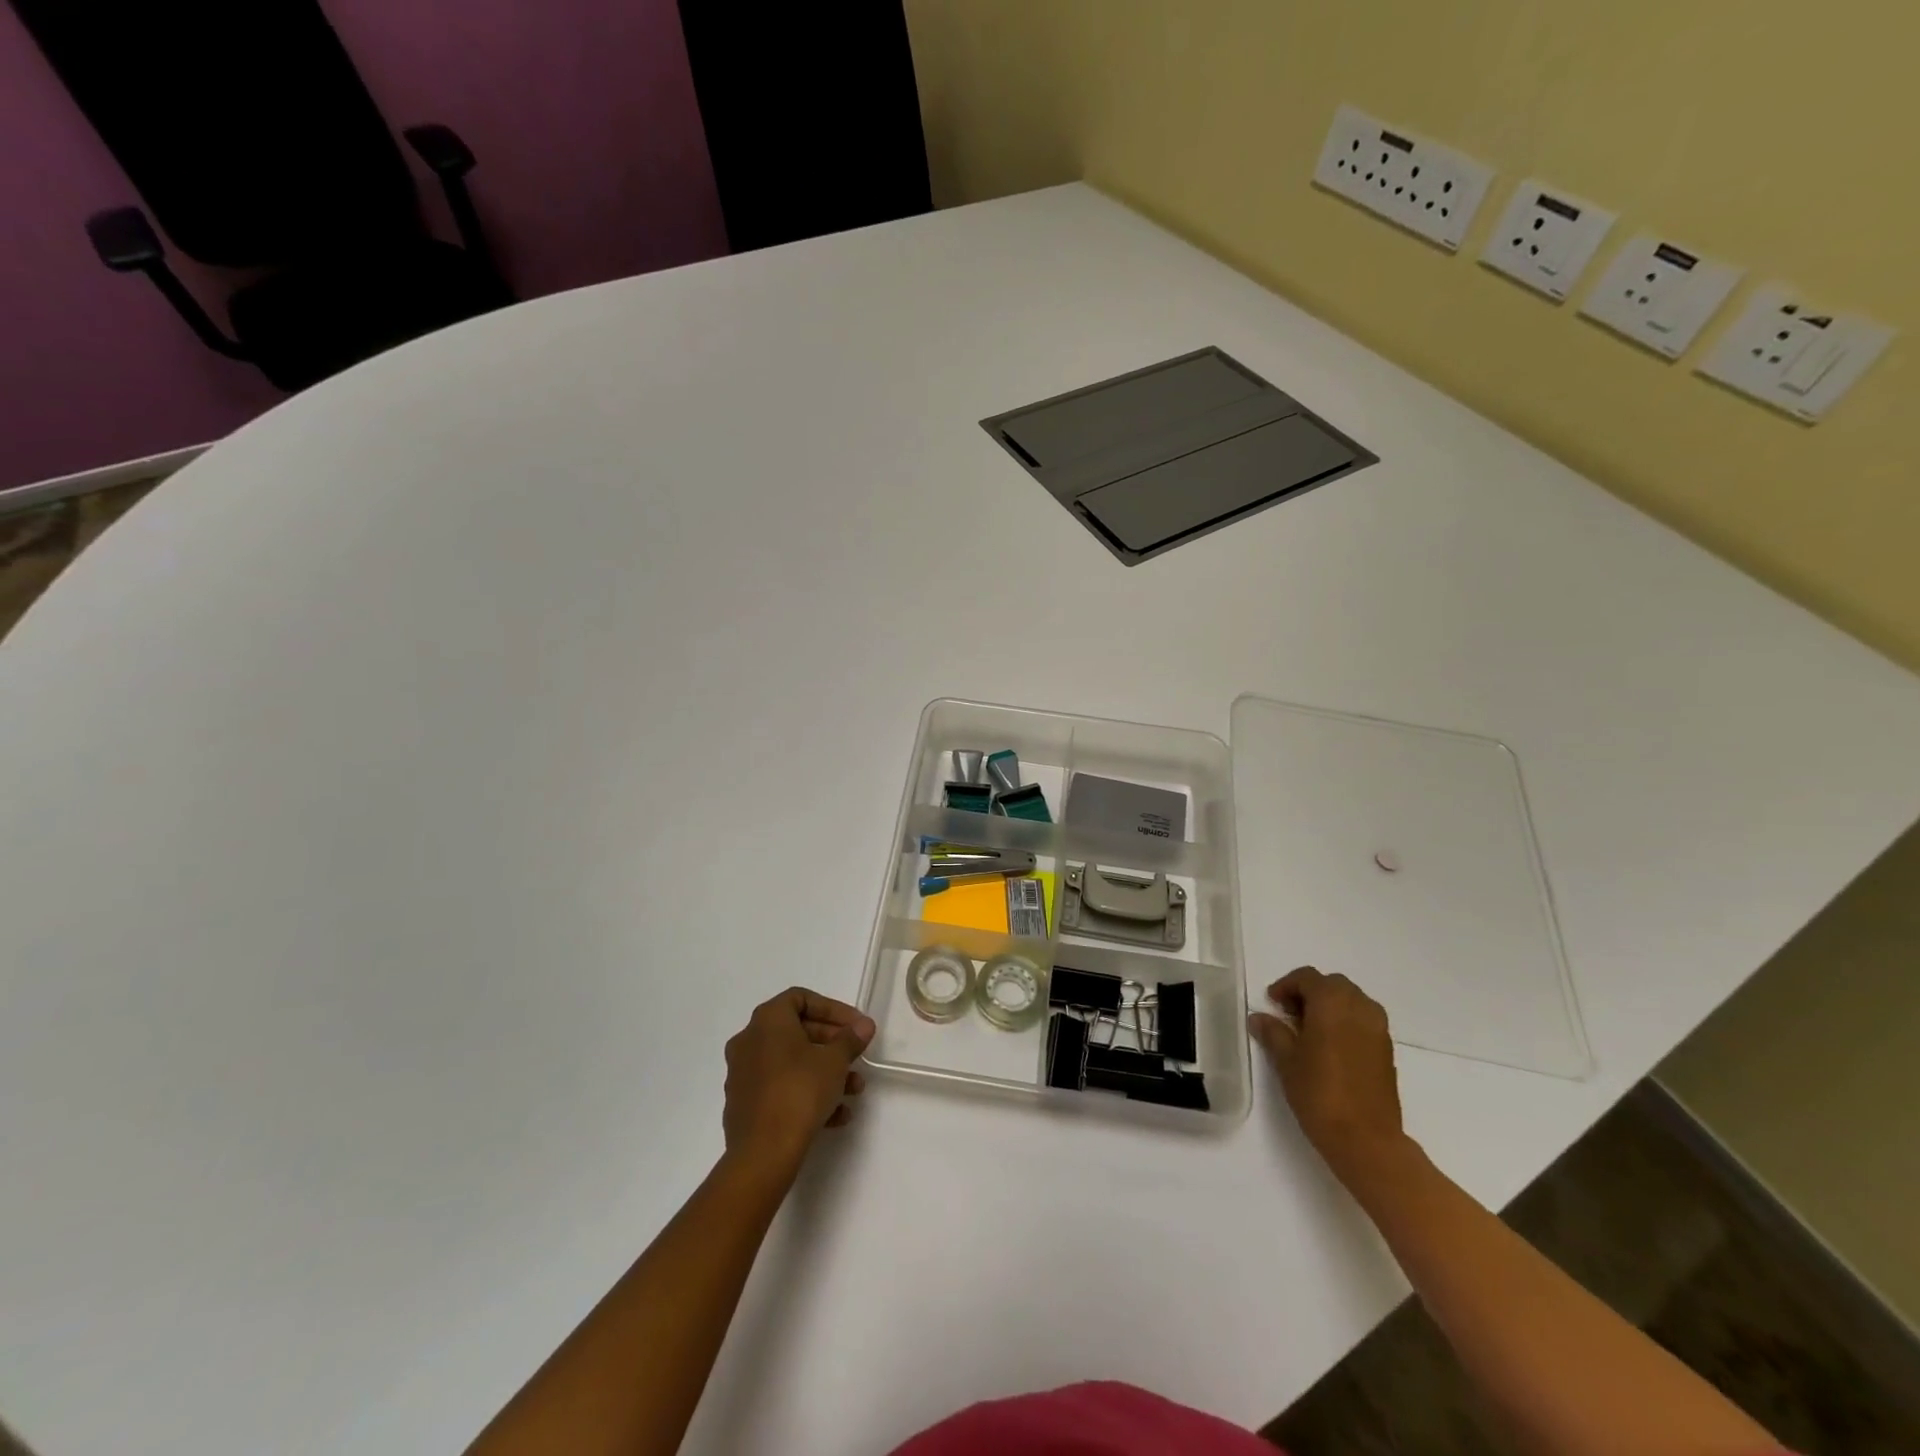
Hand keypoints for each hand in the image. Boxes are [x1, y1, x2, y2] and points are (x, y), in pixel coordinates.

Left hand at [722, 987, 873, 1177]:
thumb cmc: (799, 1092)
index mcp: (767, 1021)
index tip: (855, 1027)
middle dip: (832, 1044)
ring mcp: (743, 1074)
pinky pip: (780, 1088)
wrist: (763, 1154)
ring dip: (824, 1072)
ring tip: (853, 1090)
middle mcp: (749, 1041)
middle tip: (857, 1056)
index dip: (833, 1009)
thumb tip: (863, 1026)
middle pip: (797, 1031)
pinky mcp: (743, 1105)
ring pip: (791, 1063)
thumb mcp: (834, 1061)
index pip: (801, 999)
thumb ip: (850, 1039)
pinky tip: (835, 1115)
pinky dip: (806, 1093)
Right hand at [1248, 966, 1404, 1175]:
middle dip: (1309, 993)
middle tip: (1289, 1014)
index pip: (1308, 978)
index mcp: (1332, 1002)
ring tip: (1310, 1031)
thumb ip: (1273, 1033)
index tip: (1272, 1003)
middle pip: (1332, 985)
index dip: (1286, 986)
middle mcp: (1359, 1007)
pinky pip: (1363, 1021)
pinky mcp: (1386, 1050)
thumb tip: (1259, 1018)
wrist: (1366, 1140)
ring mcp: (1378, 1029)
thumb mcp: (1286, 1061)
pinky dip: (1346, 1022)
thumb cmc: (1320, 1093)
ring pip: (1351, 1001)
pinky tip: (1330, 1047)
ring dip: (1330, 1006)